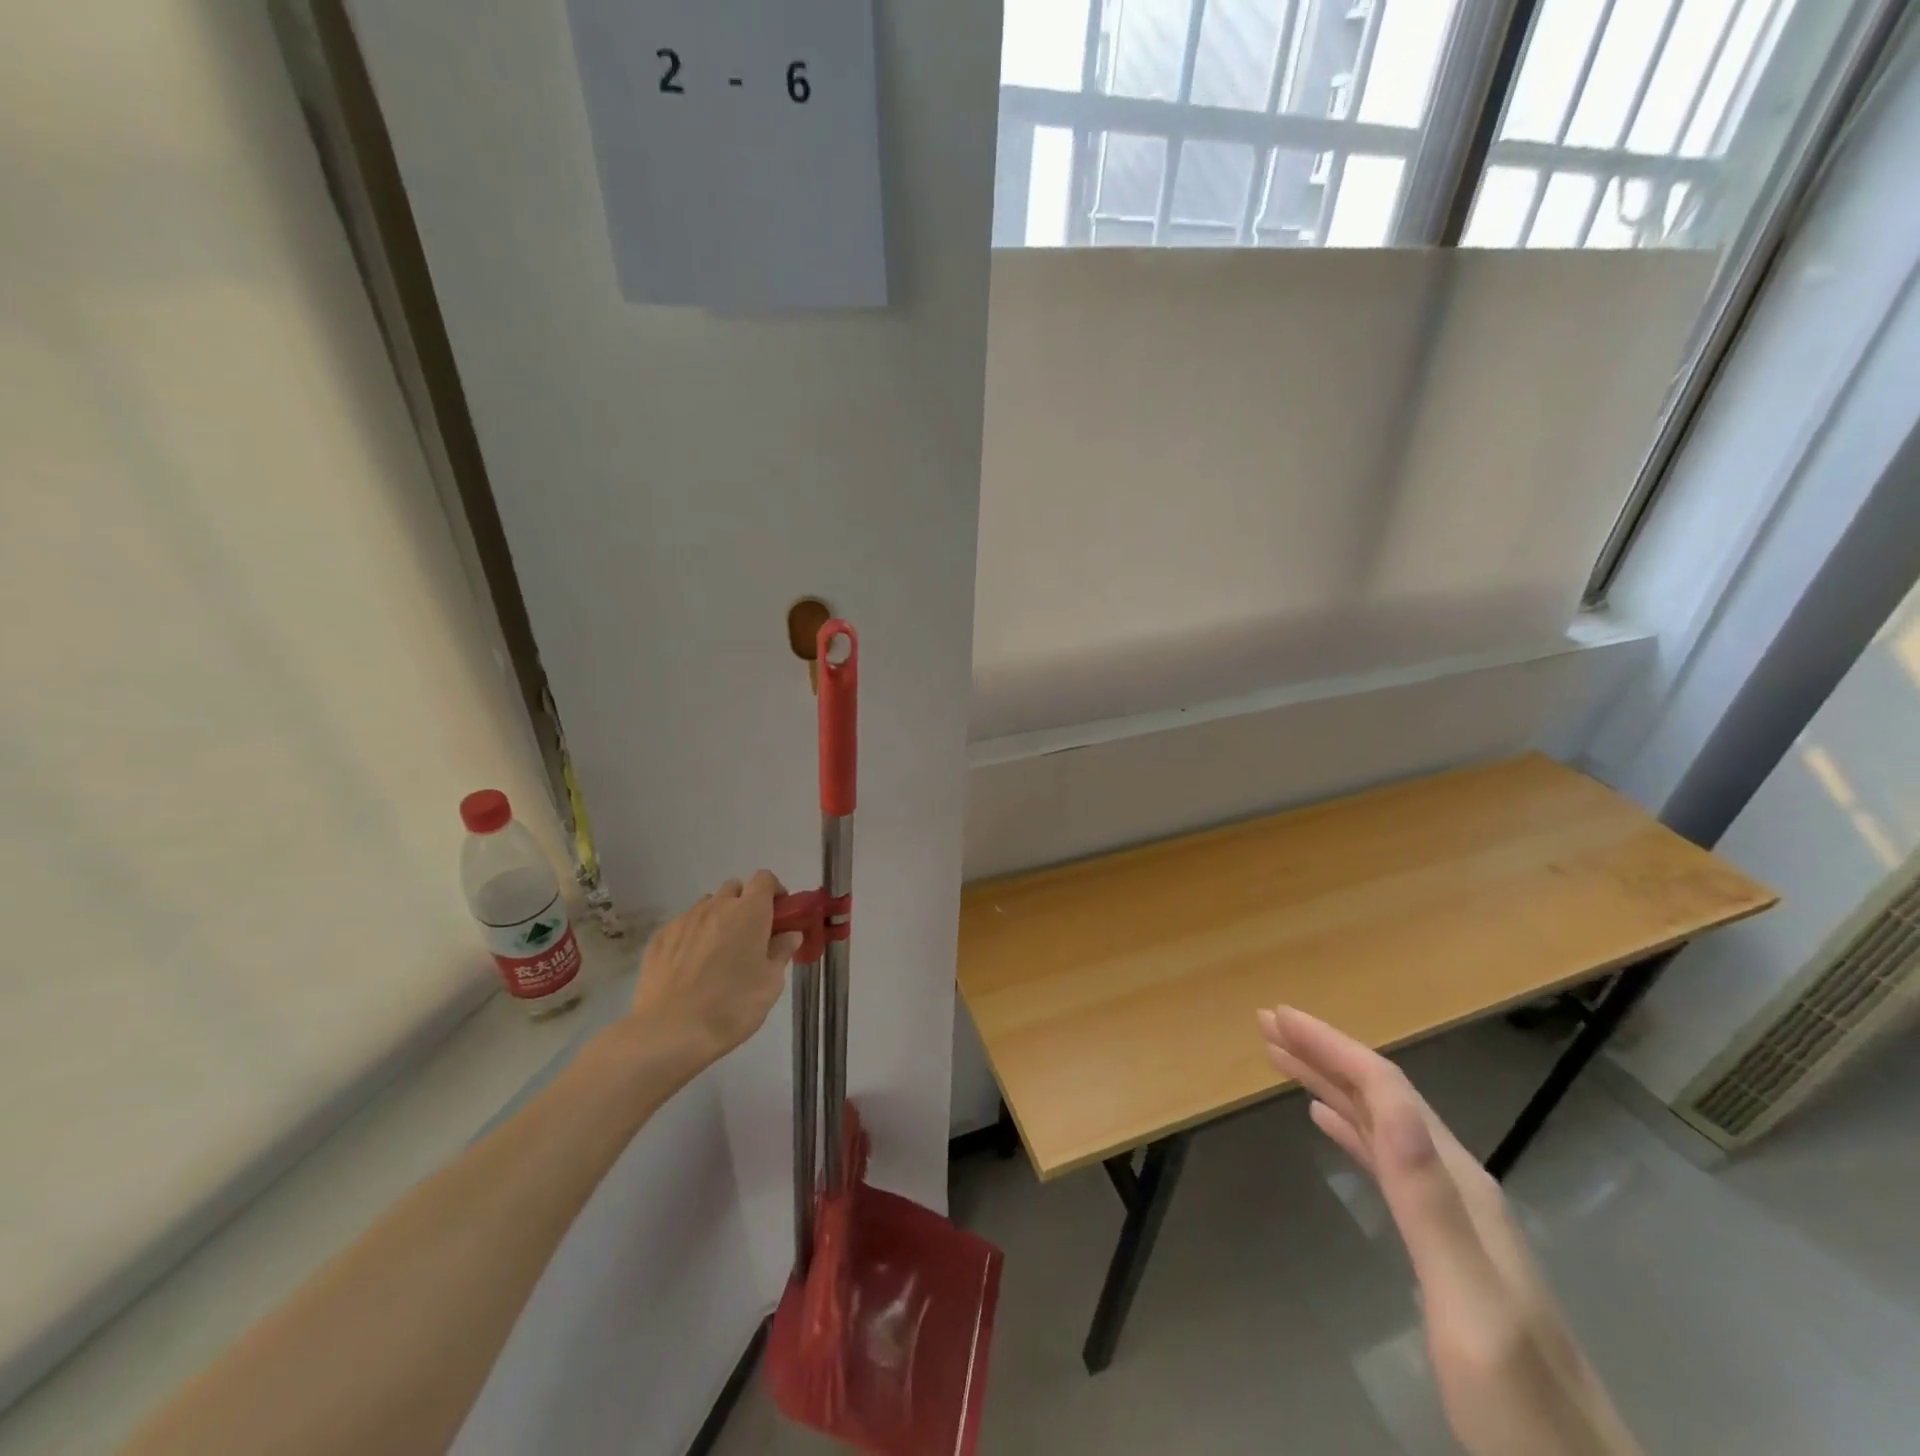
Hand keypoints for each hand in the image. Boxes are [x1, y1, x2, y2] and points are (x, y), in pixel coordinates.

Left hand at [627, 872, 804, 1069]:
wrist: (670, 1032)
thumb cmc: (732, 1006)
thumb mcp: (770, 984)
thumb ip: (781, 952)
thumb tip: (789, 935)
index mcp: (749, 912)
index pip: (764, 879)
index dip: (774, 891)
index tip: (779, 915)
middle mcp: (716, 907)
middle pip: (734, 888)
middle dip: (745, 903)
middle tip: (750, 935)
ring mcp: (684, 920)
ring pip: (707, 906)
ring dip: (718, 918)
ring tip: (718, 953)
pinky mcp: (659, 939)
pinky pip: (683, 925)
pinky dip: (693, 936)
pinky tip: (691, 967)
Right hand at [1258, 1006, 1640, 1455]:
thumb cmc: (1518, 1404)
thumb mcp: (1470, 1303)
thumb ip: (1429, 1202)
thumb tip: (1390, 1106)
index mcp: (1457, 1184)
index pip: (1386, 1090)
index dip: (1331, 1047)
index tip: (1277, 1017)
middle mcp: (1455, 1184)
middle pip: (1382, 1096)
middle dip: (1323, 1052)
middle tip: (1268, 1023)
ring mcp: (1452, 1214)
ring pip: (1380, 1122)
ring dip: (1330, 1082)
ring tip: (1283, 1057)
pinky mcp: (1441, 1242)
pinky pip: (1383, 1158)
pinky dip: (1348, 1125)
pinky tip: (1327, 1121)